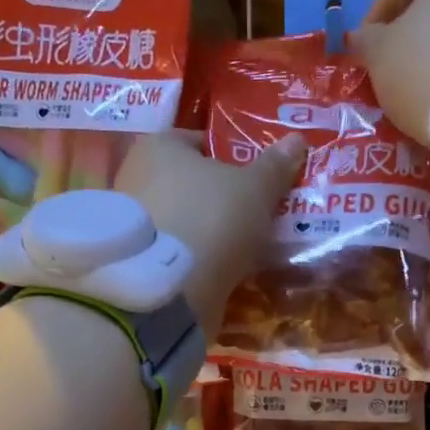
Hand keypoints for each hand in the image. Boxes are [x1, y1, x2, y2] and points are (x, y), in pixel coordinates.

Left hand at [115, 129, 305, 337]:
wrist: (171, 289)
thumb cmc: (212, 219)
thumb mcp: (256, 189)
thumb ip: (275, 165)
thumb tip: (296, 139)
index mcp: (158, 146)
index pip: (198, 140)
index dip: (230, 155)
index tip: (256, 176)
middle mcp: (135, 176)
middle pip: (189, 181)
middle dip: (220, 195)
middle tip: (255, 211)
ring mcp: (132, 222)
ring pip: (183, 218)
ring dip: (208, 229)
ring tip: (244, 244)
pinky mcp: (136, 259)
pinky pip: (176, 249)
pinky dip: (196, 255)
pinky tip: (222, 267)